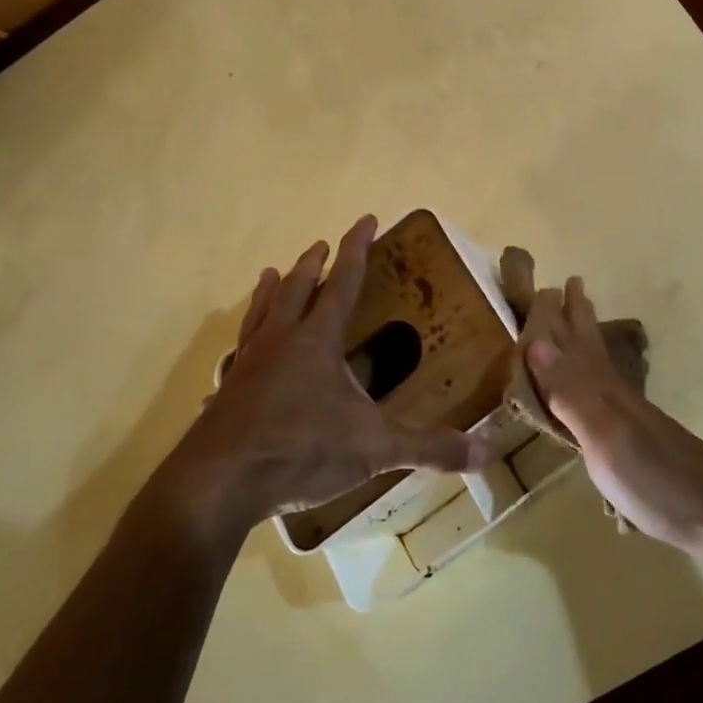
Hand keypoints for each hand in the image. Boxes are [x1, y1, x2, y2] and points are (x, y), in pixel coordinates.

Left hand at [138, 216, 486, 544]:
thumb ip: (428, 447)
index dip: (357, 249)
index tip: (366, 218)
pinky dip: (242, 346)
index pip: (344, 283)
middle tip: (319, 245)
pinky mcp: (225, 396)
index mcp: (316, 340)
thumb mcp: (374, 447)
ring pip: (260, 315)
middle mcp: (279, 342)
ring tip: (270, 274)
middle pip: (297, 290)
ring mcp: (246, 367)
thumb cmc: (301, 449)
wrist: (218, 484)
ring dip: (270, 292)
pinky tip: (237, 357)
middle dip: (313, 264)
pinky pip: (235, 358)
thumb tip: (484, 452)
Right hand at [521, 277, 702, 552]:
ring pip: (601, 370)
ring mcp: (632, 419)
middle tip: (570, 286)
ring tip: (577, 329)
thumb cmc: (654, 477)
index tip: (554, 282)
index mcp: (606, 391)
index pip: (578, 343)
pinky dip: (595, 384)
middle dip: (579, 319)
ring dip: (586, 346)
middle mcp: (618, 396)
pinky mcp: (638, 442)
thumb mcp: (605, 438)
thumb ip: (571, 393)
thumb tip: (536, 341)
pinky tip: (597, 393)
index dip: (565, 316)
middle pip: (593, 349)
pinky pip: (607, 398)